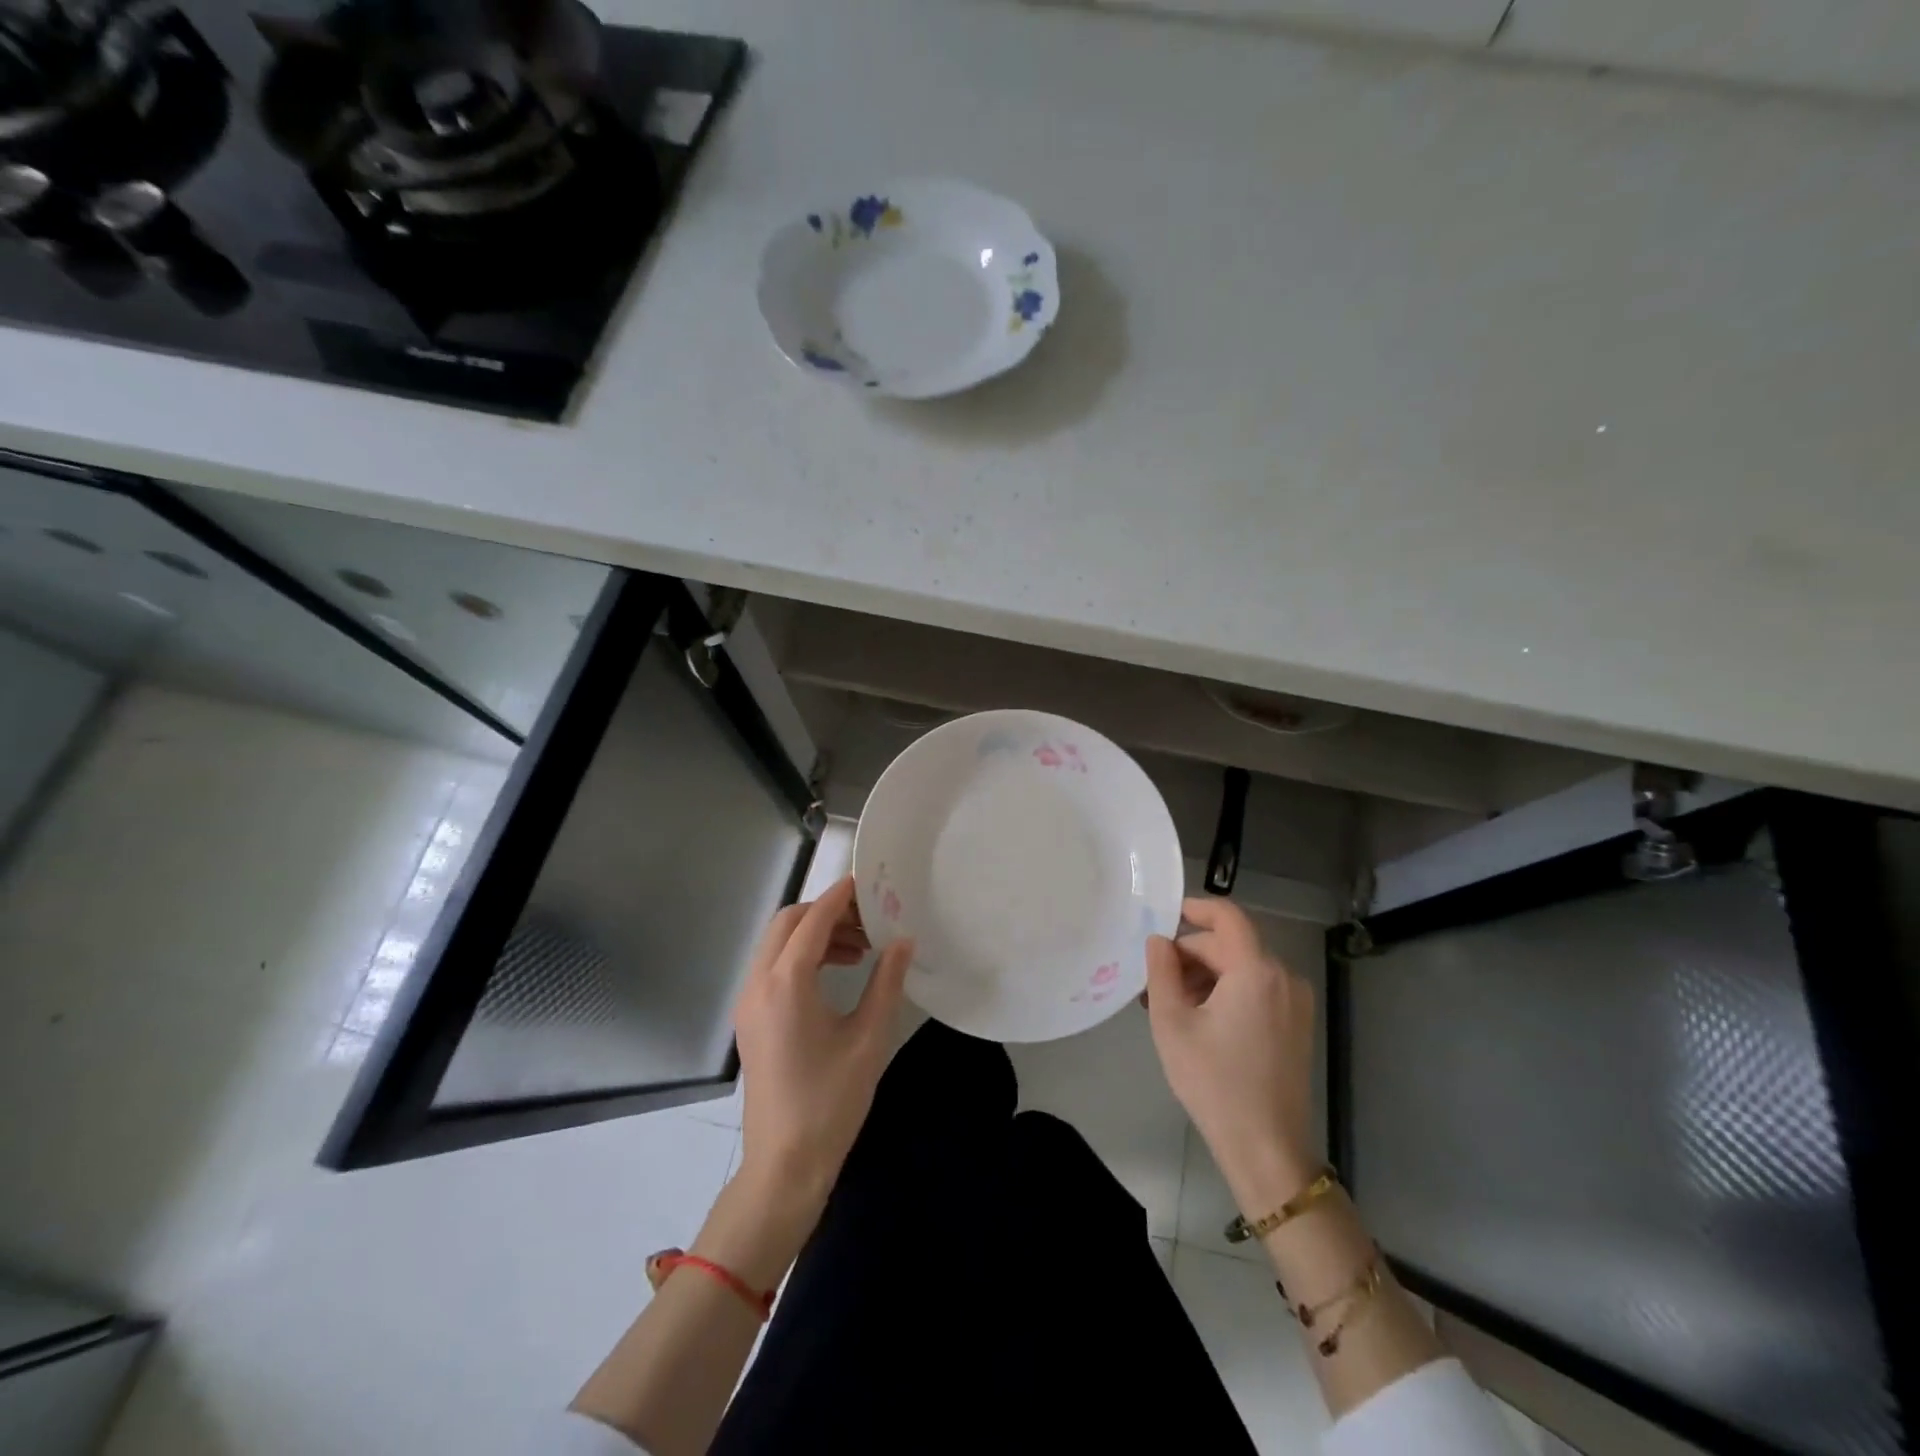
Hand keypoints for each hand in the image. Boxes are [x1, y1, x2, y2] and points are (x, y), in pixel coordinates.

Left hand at [731, 876, 912, 1218]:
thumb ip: (886, 982)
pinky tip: (836, 974)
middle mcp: (759, 983)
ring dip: (816, 935)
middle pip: (788, 923)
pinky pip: (774, 968)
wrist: (784, 1165)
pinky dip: (803, 957)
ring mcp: (749, 1002)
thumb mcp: (868, 1038)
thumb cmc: (830, 1101)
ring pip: (779, 944)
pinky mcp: (750, 1019)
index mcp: (787, 982)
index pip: (814, 919)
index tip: (869, 884)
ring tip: (860, 950)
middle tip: (869, 923)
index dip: (841, 897)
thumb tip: (903, 941)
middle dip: (828, 913)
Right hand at [1145, 897, 1317, 1210]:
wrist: (1267, 1150)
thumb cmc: (1214, 1083)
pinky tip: (1198, 1019)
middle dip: (1190, 954)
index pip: (1227, 917)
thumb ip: (1161, 971)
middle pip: (1230, 945)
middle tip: (1153, 980)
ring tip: (1169, 1004)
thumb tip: (1159, 940)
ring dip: (1204, 975)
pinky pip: (1256, 989)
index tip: (1163, 917)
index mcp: (1257, 971)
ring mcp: (1295, 1002)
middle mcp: (1284, 977)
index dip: (1194, 908)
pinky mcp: (1296, 1024)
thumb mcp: (1172, 1023)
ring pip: (1242, 968)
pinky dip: (1226, 992)